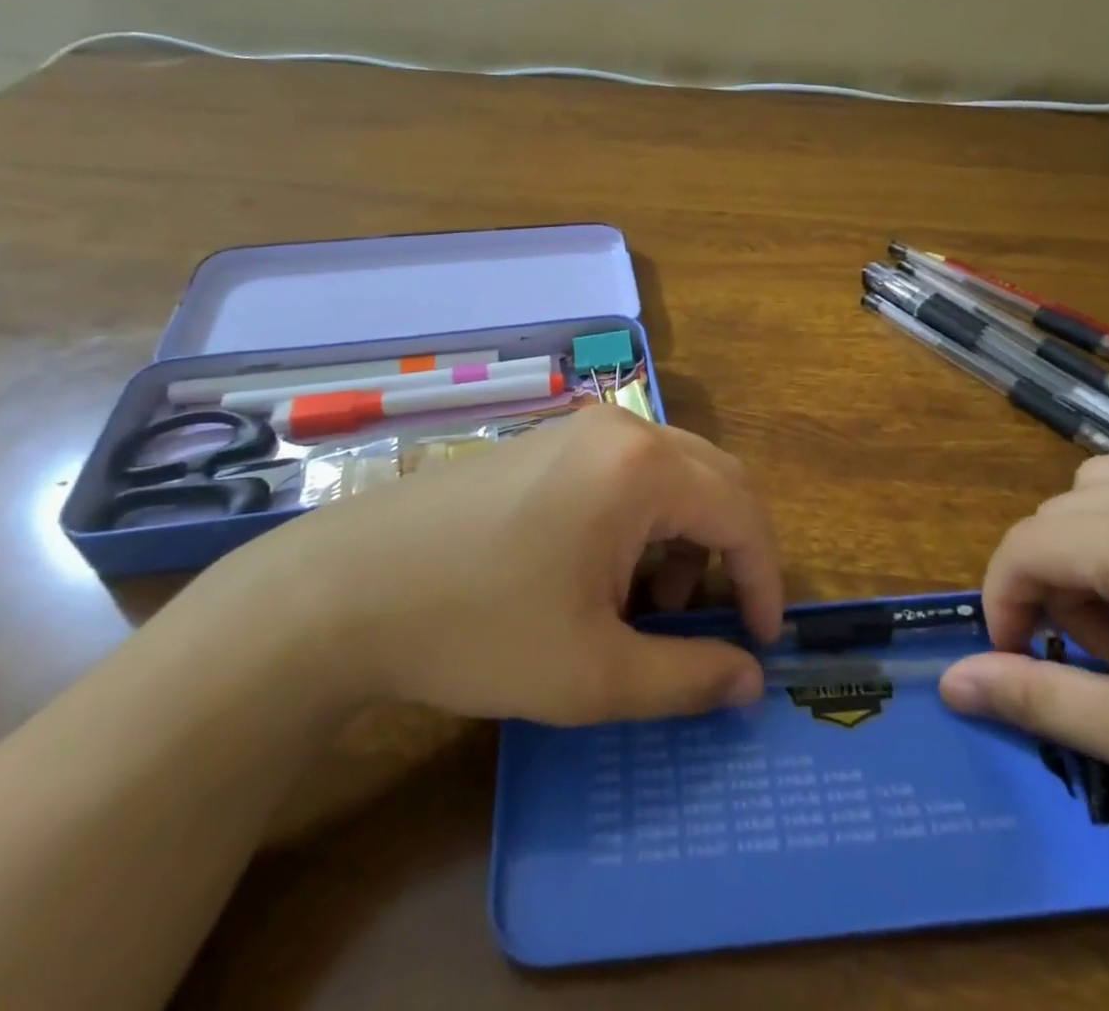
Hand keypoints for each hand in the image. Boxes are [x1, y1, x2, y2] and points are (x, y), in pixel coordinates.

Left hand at [202, 407, 783, 725]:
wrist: (345, 589)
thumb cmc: (477, 629)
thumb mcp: (593, 675)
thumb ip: (687, 677)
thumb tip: (748, 680)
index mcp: (641, 467)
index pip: (740, 512)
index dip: (764, 579)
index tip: (762, 642)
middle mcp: (618, 428)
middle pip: (713, 479)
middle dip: (729, 552)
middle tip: (713, 621)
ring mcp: (576, 428)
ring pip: (670, 474)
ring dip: (683, 536)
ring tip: (647, 604)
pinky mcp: (545, 441)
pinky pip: (625, 472)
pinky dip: (642, 519)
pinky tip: (601, 572)